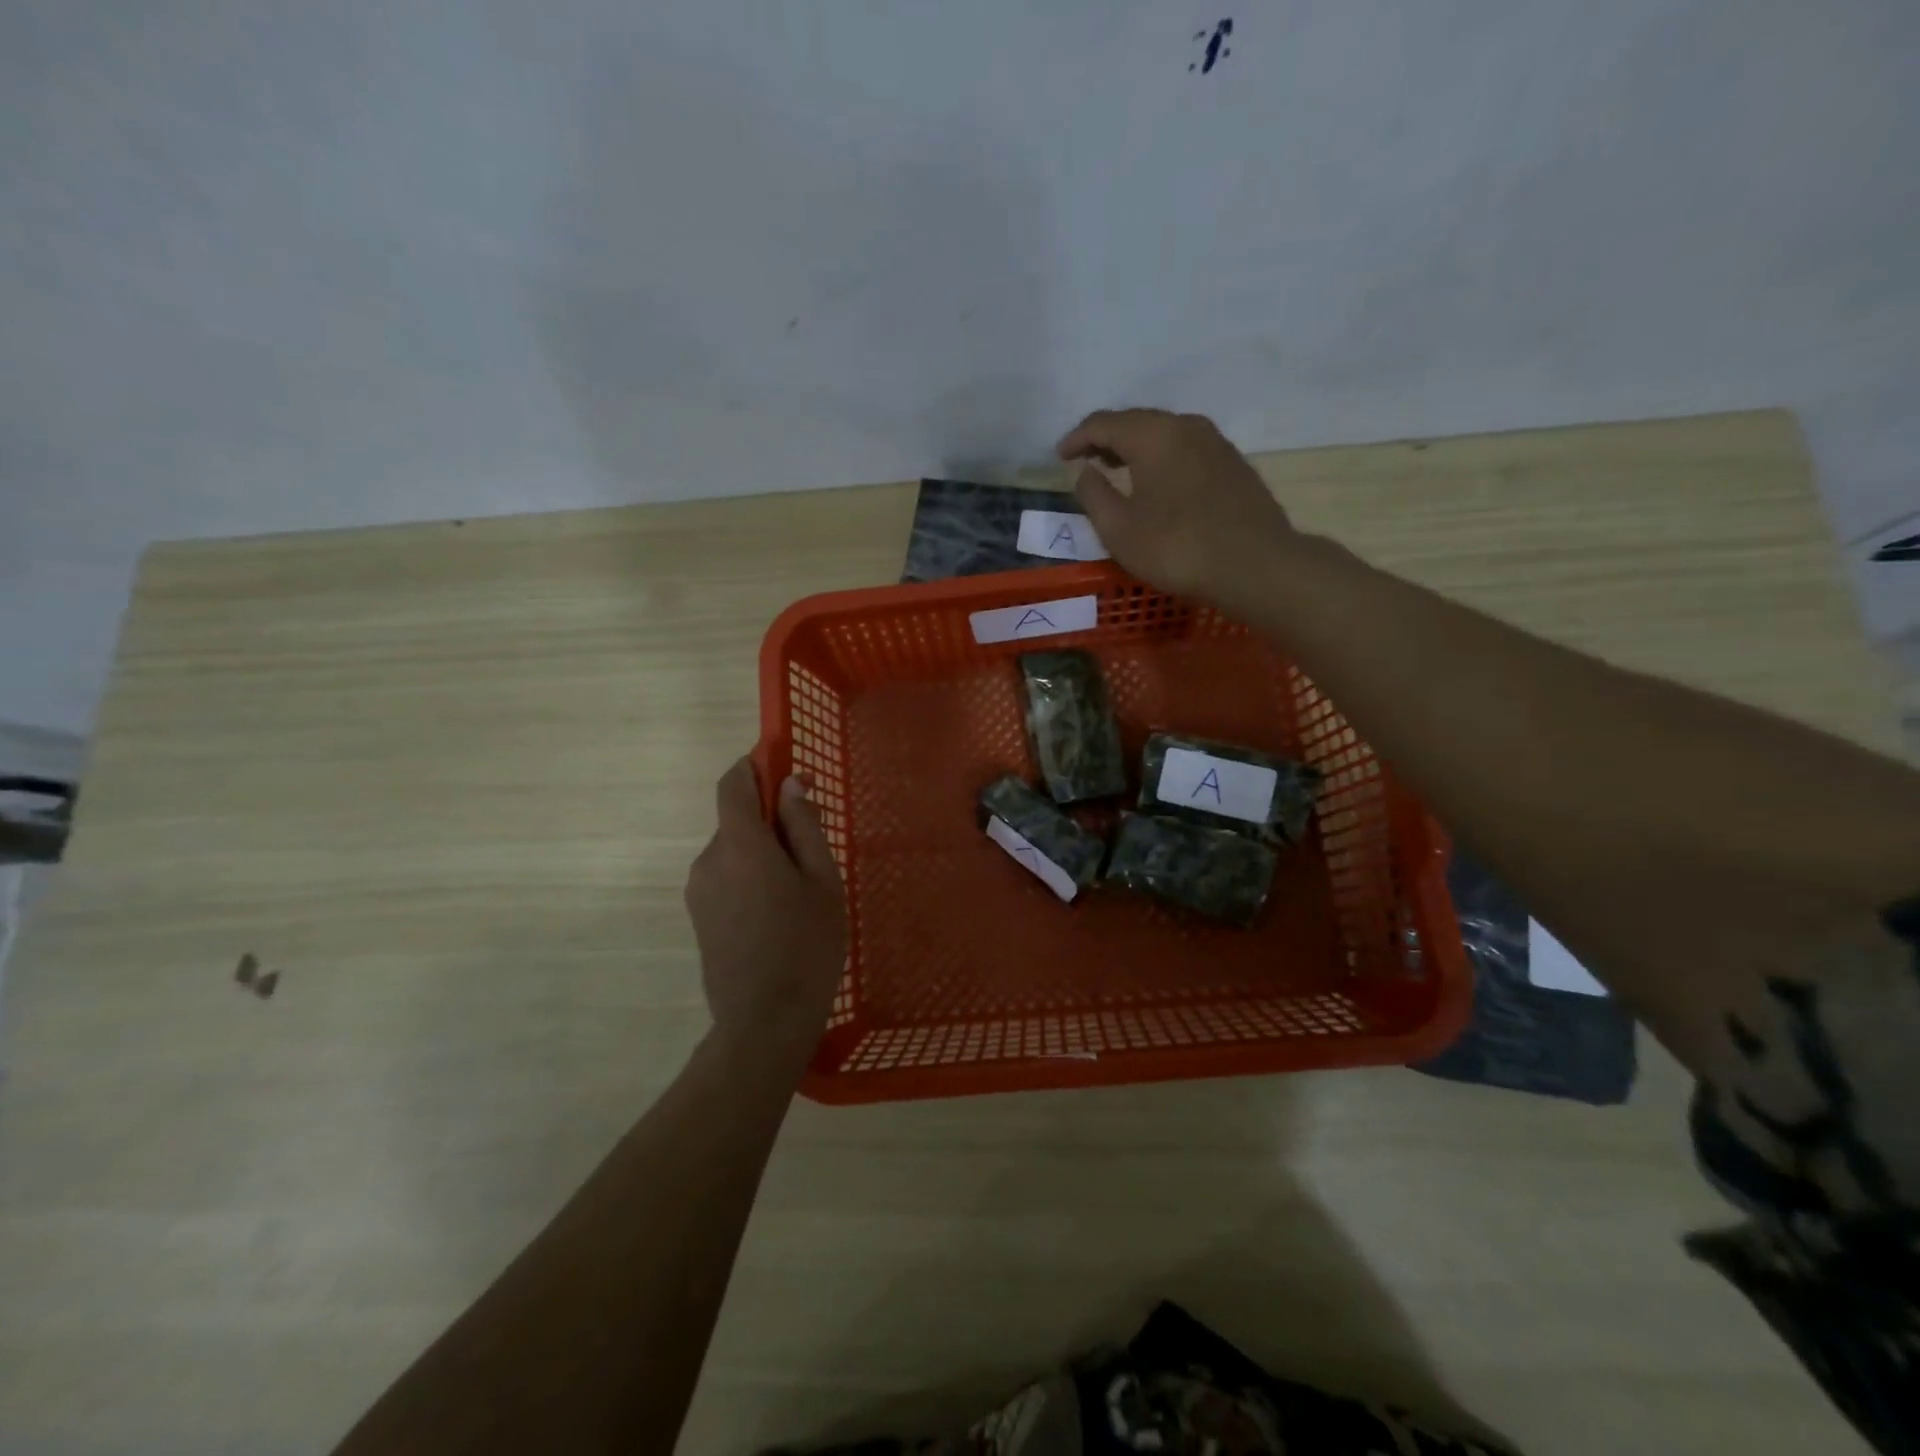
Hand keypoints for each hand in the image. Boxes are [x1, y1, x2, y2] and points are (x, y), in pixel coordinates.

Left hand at [684, 758, 847, 1059]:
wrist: (764, 1021)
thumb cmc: (807, 945)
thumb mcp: (822, 880)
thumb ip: (803, 827)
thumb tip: (790, 784)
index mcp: (741, 845)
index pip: (733, 784)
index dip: (753, 768)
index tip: (781, 769)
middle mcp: (709, 859)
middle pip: (735, 820)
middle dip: (768, 820)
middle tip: (810, 850)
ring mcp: (698, 890)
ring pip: (732, 851)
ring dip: (760, 853)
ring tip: (797, 892)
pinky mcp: (697, 916)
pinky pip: (724, 877)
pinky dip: (748, 877)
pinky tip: (776, 913)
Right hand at [1057, 409, 1296, 601]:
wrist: (1255, 565)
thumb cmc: (1177, 548)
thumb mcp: (1119, 529)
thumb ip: (1093, 495)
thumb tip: (1084, 470)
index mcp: (1153, 434)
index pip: (1104, 423)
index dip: (1076, 438)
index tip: (1059, 457)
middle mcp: (1186, 425)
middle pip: (1136, 422)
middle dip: (1105, 438)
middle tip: (1084, 459)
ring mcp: (1215, 442)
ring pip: (1164, 434)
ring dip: (1134, 448)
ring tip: (1116, 469)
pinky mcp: (1233, 464)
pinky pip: (1185, 450)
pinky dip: (1161, 459)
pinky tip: (1156, 483)